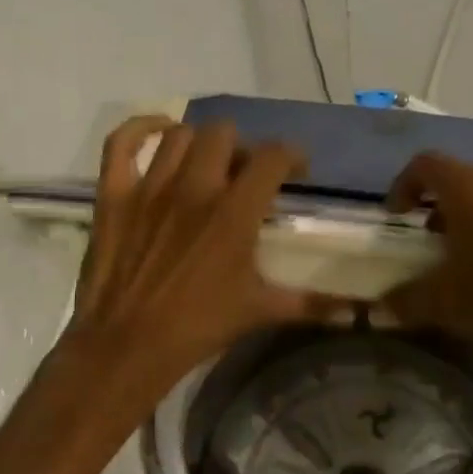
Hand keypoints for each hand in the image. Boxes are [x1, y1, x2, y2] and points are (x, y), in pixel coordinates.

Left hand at [61, 116, 342, 410]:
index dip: (292, 155)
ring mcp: (150, 187)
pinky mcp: (114, 195)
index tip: (297, 170)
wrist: (128, 345)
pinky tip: (160, 132)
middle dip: (242, 147)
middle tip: (246, 173)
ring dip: (200, 143)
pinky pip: (122, 143)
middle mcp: (195, 187)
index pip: (274, 157)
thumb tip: (358, 313)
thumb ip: (312, 303)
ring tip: (208, 163)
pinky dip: (141, 128)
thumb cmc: (200, 326)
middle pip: (225, 134)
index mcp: (235, 212)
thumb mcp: (262, 311)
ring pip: (180, 135)